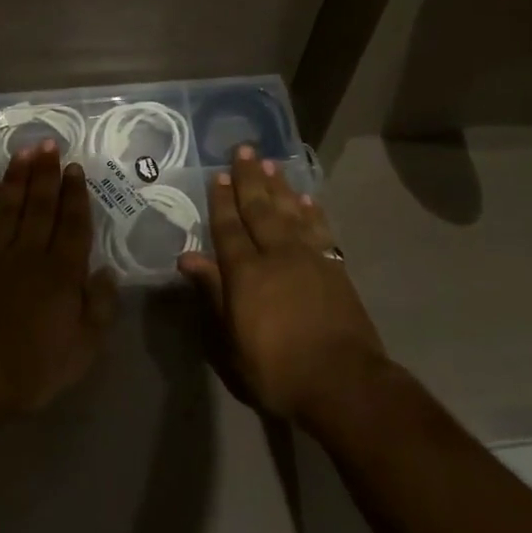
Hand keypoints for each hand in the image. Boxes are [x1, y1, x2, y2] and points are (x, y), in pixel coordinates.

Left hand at [0, 142, 118, 418]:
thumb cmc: (31, 368)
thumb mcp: (82, 350)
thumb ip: (99, 308)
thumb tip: (106, 272)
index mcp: (61, 272)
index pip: (72, 224)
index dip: (74, 194)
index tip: (75, 167)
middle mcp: (28, 254)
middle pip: (39, 206)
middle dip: (46, 173)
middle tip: (48, 144)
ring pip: (7, 207)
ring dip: (16, 179)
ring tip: (23, 153)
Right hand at [178, 146, 386, 423]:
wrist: (344, 382)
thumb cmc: (278, 370)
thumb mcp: (233, 341)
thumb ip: (214, 293)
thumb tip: (187, 257)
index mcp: (246, 273)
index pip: (229, 228)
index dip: (221, 201)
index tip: (217, 175)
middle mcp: (276, 255)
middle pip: (259, 209)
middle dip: (249, 178)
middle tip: (244, 150)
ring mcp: (309, 258)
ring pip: (290, 211)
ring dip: (279, 186)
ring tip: (271, 163)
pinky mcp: (334, 267)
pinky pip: (320, 228)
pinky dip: (312, 211)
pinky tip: (306, 198)